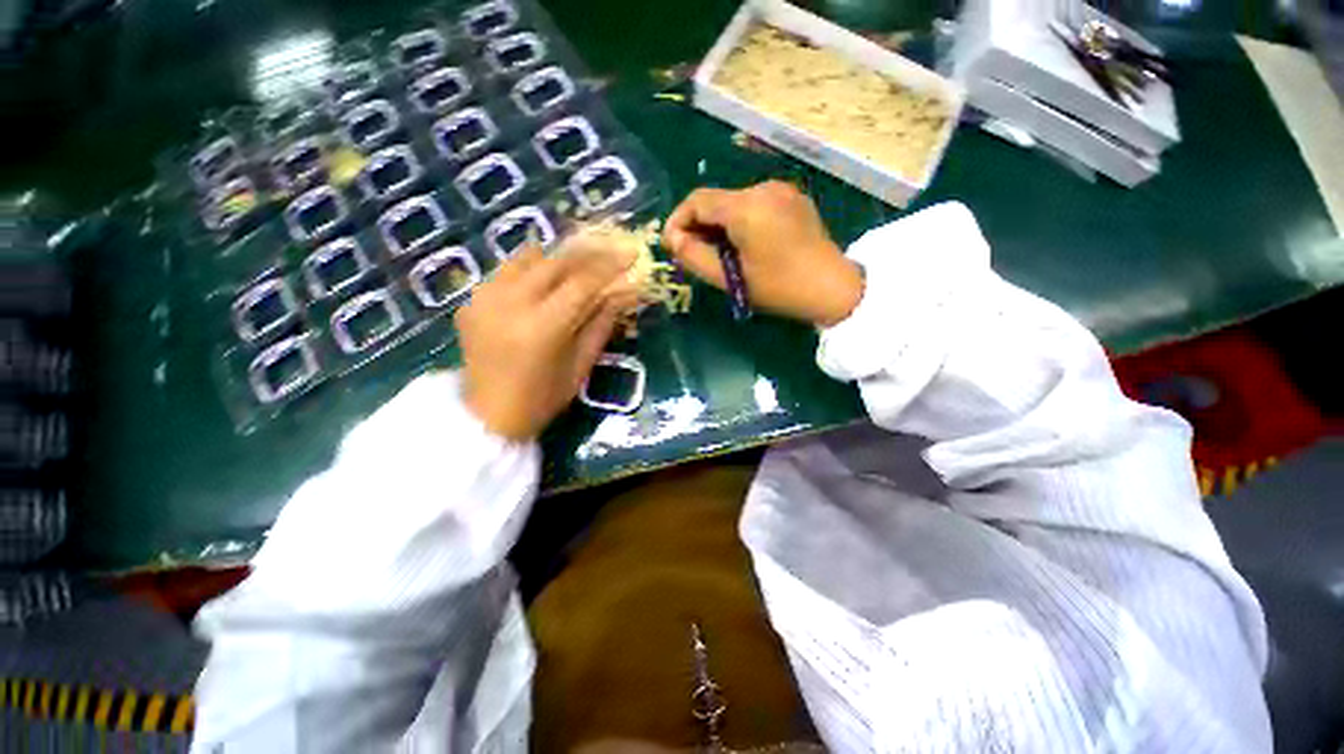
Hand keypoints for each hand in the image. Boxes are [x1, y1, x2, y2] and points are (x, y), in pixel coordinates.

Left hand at [456, 246, 633, 440]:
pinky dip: (532, 269)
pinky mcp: (470, 299)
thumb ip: (603, 322)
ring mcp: (484, 297)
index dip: (610, 265)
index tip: (631, 253)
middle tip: (610, 253)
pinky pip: (507, 270)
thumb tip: (627, 291)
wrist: (487, 414)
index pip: (582, 283)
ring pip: (529, 258)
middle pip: (556, 262)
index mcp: (542, 327)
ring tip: (579, 265)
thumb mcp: (582, 364)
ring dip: (559, 258)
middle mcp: (509, 303)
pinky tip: (545, 282)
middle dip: (588, 254)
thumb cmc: (544, 398)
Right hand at [662, 181, 863, 326]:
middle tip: (695, 255)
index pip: (697, 200)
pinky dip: (741, 222)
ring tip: (721, 254)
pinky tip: (746, 245)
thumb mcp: (731, 278)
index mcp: (746, 206)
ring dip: (720, 225)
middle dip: (700, 226)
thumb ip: (695, 257)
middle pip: (717, 200)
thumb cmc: (778, 287)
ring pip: (735, 203)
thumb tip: (674, 239)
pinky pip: (755, 205)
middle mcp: (763, 188)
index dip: (678, 221)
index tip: (672, 246)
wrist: (833, 287)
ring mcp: (781, 190)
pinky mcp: (793, 198)